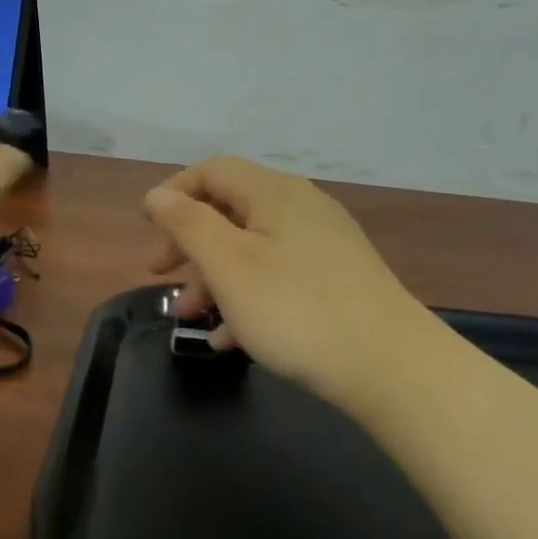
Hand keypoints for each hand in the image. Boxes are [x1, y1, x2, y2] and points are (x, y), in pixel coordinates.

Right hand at [144, 157, 427, 415]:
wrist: (391, 367)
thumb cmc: (295, 309)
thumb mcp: (228, 265)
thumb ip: (188, 224)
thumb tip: (158, 196)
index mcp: (275, 194)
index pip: (213, 171)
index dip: (174, 193)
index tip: (146, 227)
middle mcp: (302, 209)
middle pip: (230, 210)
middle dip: (189, 242)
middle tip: (160, 274)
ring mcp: (324, 247)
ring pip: (252, 250)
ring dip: (213, 278)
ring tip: (191, 317)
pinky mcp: (337, 282)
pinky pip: (278, 278)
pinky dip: (247, 299)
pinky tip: (229, 339)